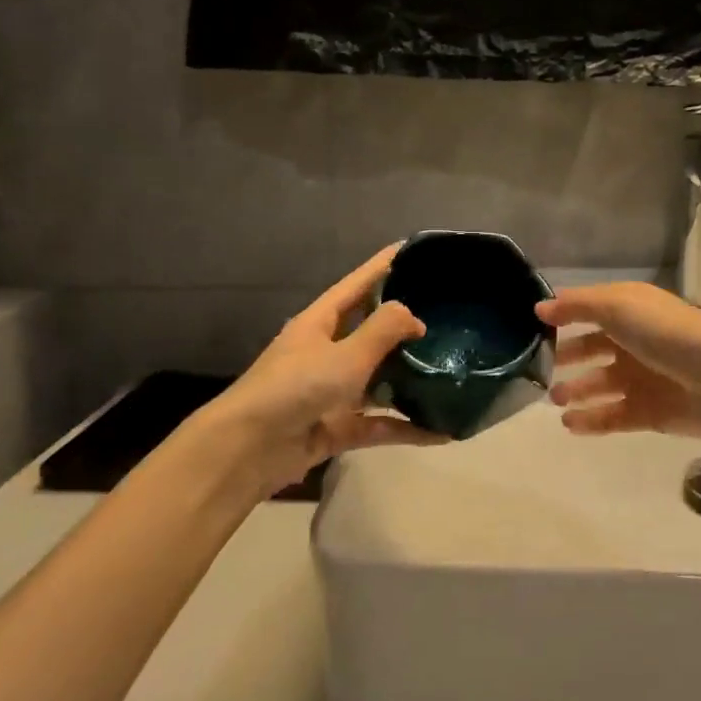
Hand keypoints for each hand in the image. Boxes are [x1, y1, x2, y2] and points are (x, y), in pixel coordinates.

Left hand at [209, 246, 444, 494]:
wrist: (247, 451)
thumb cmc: (295, 387)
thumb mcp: (345, 354)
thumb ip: (384, 330)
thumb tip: (416, 317)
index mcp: (321, 321)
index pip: (359, 283)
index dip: (385, 265)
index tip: (416, 250)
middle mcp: (327, 350)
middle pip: (372, 330)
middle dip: (406, 324)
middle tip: (449, 314)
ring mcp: (332, 390)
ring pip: (379, 378)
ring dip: (410, 378)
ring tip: (453, 370)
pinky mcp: (337, 427)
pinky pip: (379, 423)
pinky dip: (406, 427)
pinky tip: (442, 431)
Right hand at [537, 282, 700, 448]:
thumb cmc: (668, 334)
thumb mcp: (618, 306)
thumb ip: (577, 306)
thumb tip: (539, 308)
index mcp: (629, 310)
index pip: (588, 310)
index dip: (562, 317)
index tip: (529, 329)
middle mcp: (633, 341)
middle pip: (592, 348)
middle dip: (566, 357)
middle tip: (536, 369)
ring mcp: (642, 378)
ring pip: (600, 384)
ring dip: (576, 391)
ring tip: (552, 400)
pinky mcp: (650, 413)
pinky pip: (613, 416)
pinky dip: (591, 420)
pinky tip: (569, 424)